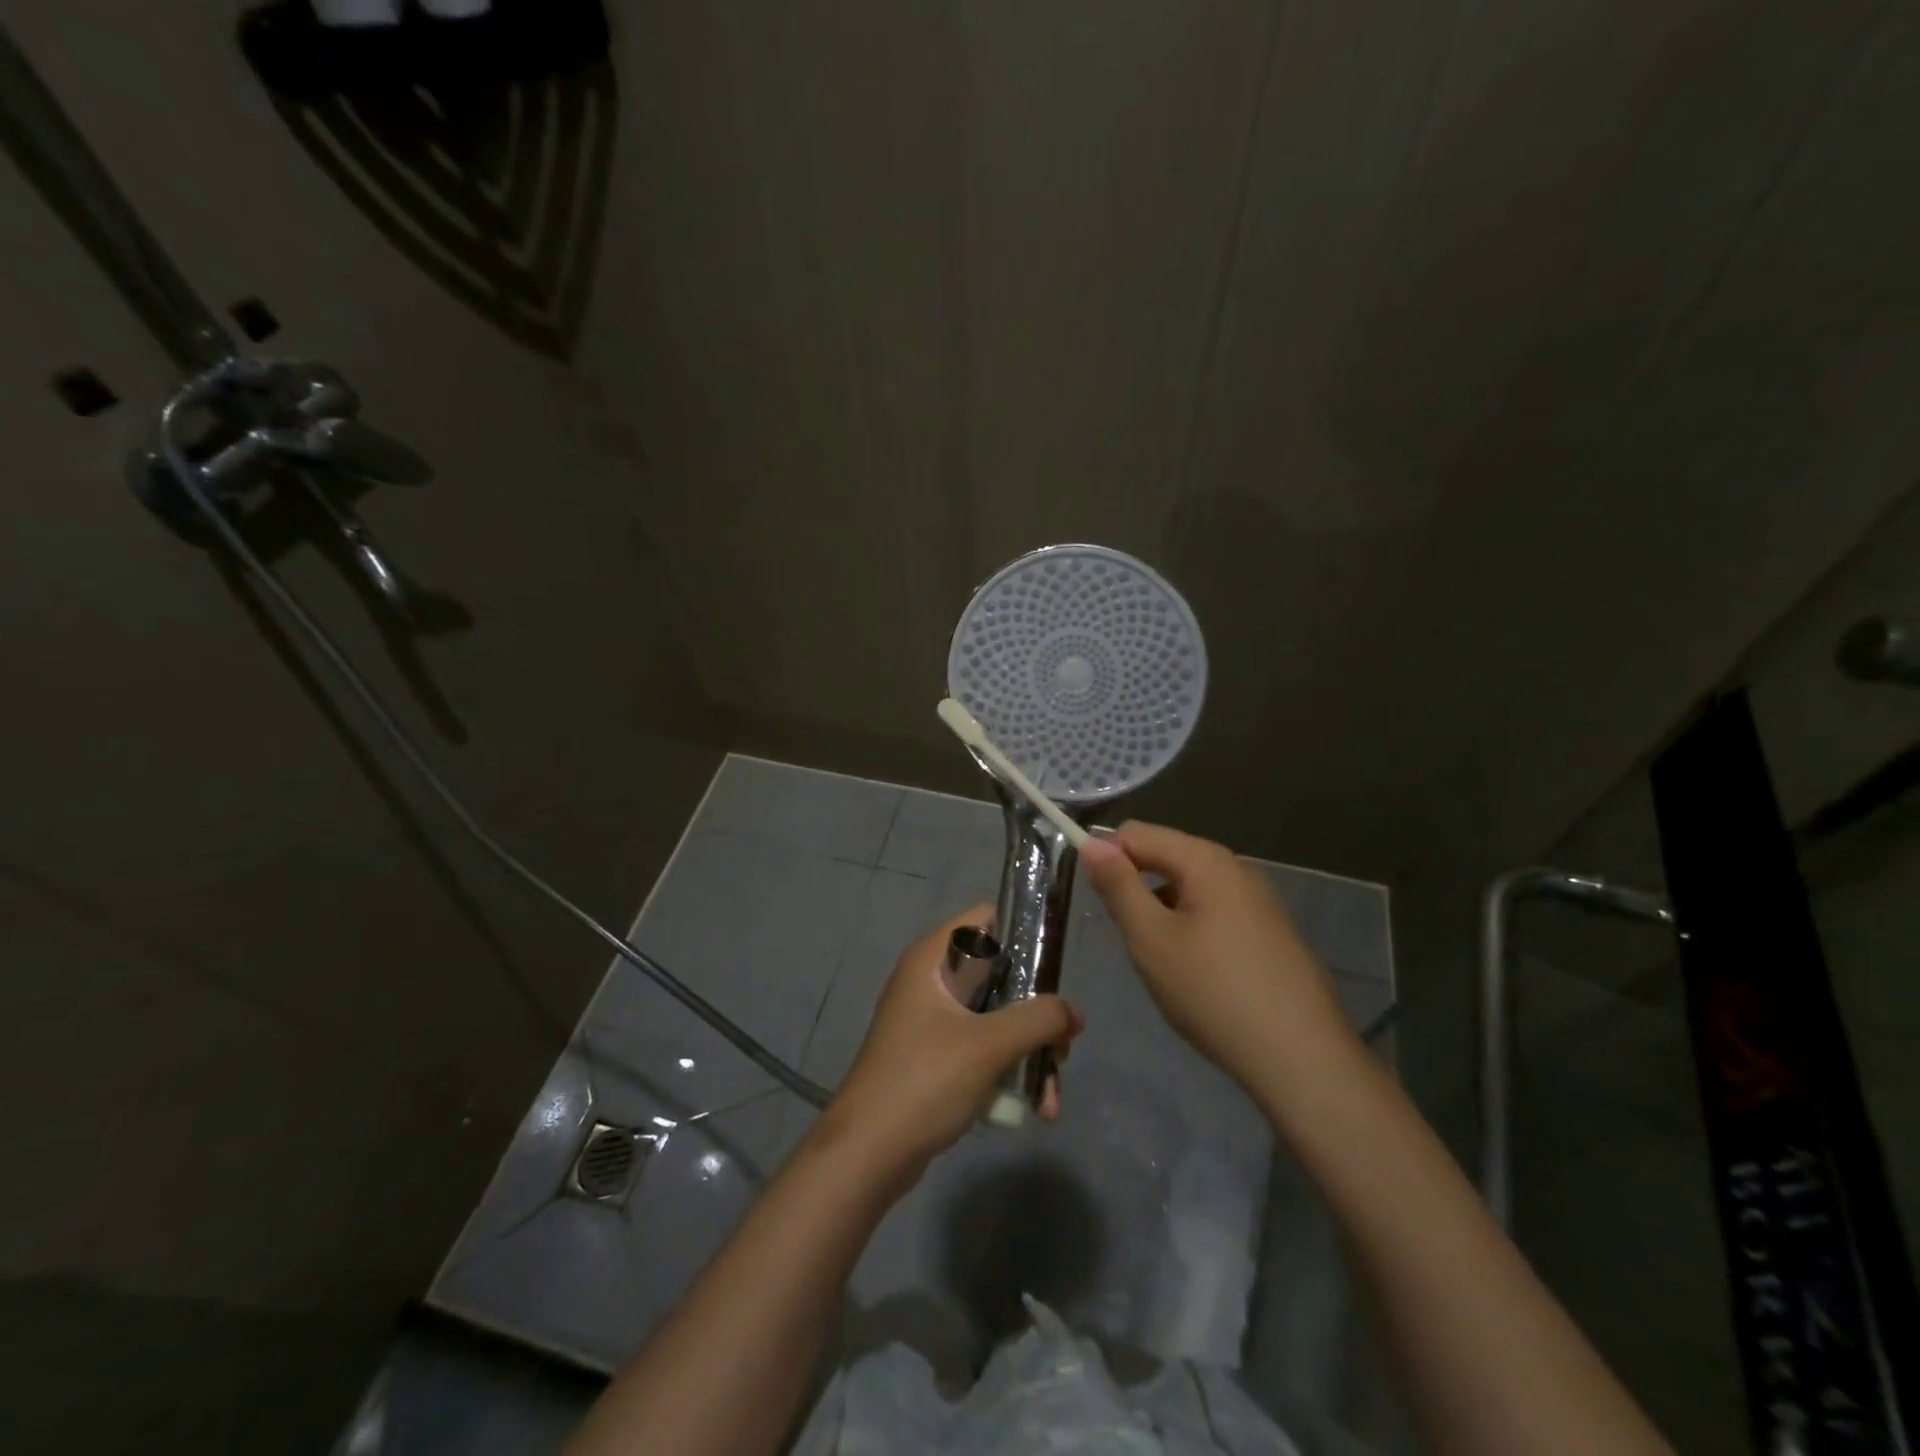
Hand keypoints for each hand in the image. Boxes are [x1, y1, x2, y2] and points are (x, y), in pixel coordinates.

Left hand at [813, 904, 1083, 1185]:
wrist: (868, 1154)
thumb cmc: (924, 1081)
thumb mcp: (989, 1045)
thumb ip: (1038, 1019)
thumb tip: (1074, 1012)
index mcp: (932, 958)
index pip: (986, 918)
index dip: (1025, 933)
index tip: (1057, 969)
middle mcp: (931, 980)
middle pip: (1000, 974)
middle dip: (1037, 1012)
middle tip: (1063, 1047)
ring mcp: (931, 1020)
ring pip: (996, 1017)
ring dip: (1029, 1051)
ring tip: (1051, 1097)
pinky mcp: (935, 1056)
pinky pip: (983, 1047)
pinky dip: (1009, 1069)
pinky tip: (1034, 1107)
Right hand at [1079, 822, 1350, 1097]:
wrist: (1303, 1058)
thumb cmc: (1213, 993)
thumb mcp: (1151, 939)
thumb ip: (1118, 886)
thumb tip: (1092, 843)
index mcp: (1206, 860)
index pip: (1137, 833)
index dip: (1107, 858)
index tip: (1097, 903)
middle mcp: (1236, 868)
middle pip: (1166, 856)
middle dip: (1137, 888)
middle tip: (1134, 942)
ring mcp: (1259, 900)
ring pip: (1190, 888)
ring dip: (1163, 912)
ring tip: (1164, 964)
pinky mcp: (1271, 932)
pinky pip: (1215, 912)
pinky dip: (1192, 929)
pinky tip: (1198, 976)